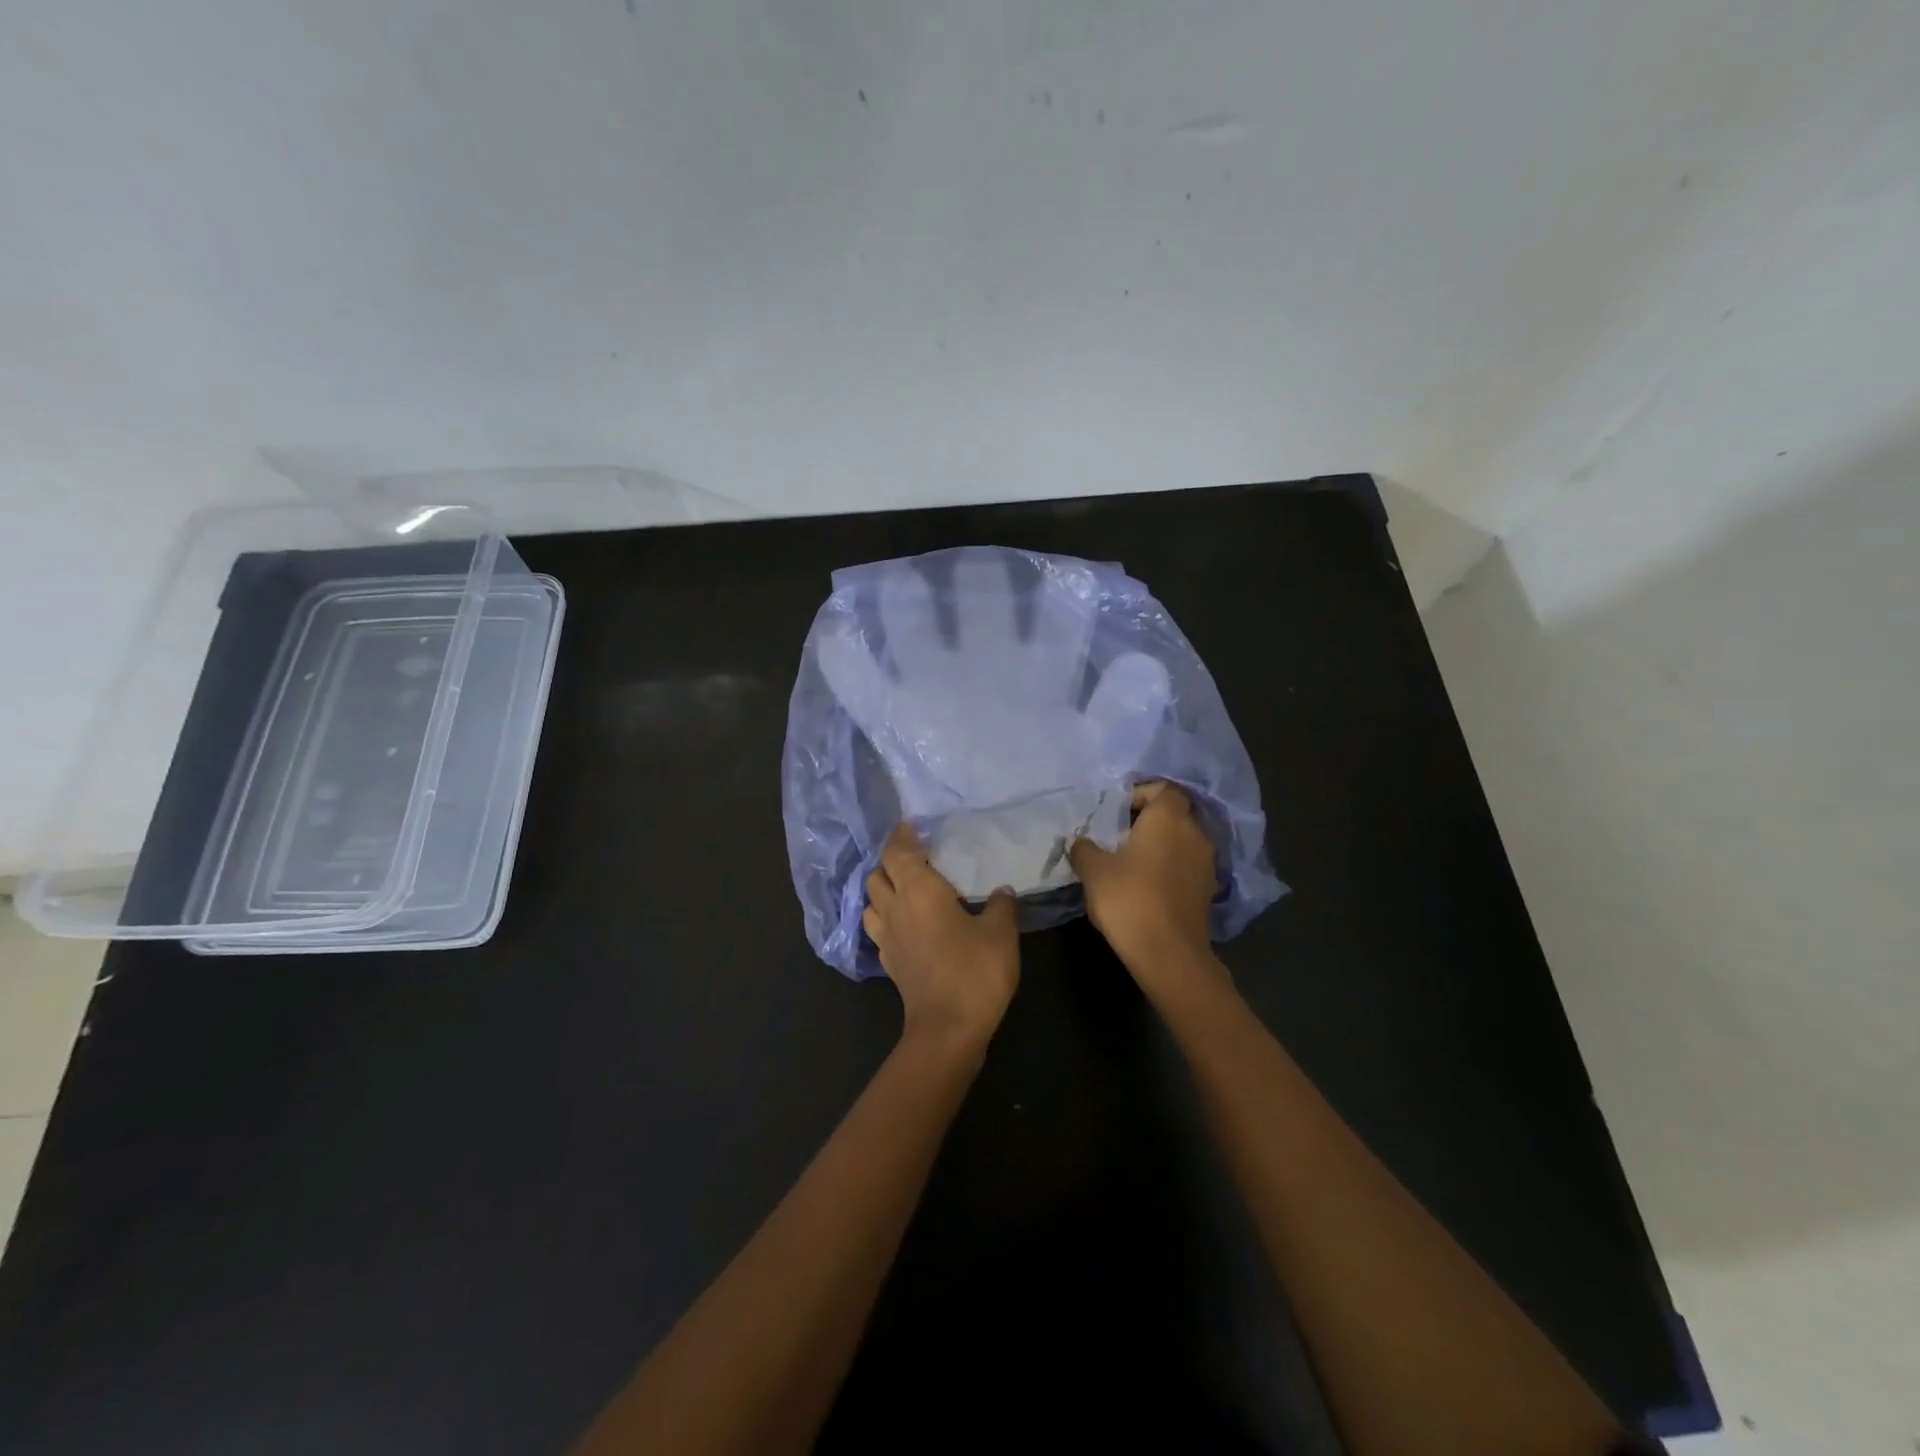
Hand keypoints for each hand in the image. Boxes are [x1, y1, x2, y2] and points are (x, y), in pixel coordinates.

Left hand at [864, 824, 1020, 1048]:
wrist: (947, 1030)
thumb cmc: (974, 971)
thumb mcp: (1000, 933)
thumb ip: (1001, 906)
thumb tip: (1001, 890)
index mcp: (919, 890)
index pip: (899, 852)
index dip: (903, 836)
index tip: (913, 825)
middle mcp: (895, 907)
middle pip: (878, 873)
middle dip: (891, 860)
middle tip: (915, 856)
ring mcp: (887, 937)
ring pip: (871, 900)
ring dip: (884, 888)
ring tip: (906, 887)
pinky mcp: (889, 962)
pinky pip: (878, 928)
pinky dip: (886, 916)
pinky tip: (905, 923)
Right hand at [1070, 783, 1229, 998]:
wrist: (1168, 954)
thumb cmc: (1129, 899)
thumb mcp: (1094, 871)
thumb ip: (1084, 849)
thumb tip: (1079, 840)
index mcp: (1169, 817)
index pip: (1163, 788)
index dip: (1140, 794)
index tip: (1117, 812)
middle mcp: (1195, 832)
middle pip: (1174, 813)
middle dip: (1149, 820)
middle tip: (1119, 836)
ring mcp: (1206, 862)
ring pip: (1182, 840)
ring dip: (1161, 845)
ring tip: (1131, 862)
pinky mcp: (1208, 890)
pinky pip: (1187, 865)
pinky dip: (1171, 867)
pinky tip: (1148, 885)